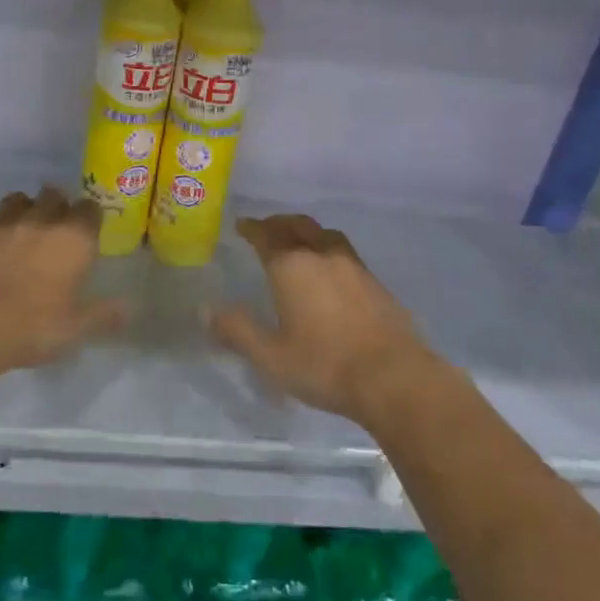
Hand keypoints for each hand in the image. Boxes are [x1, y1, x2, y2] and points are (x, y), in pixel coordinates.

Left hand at [0, 187, 126, 378]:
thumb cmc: (28, 329)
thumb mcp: (74, 330)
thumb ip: (104, 315)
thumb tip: (127, 307)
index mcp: (72, 237)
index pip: (90, 209)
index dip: (89, 219)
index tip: (87, 234)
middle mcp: (39, 218)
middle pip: (54, 194)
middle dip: (57, 208)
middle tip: (54, 235)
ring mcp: (1, 221)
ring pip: (18, 200)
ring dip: (23, 212)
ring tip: (20, 236)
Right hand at [209, 214, 435, 422]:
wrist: (393, 377)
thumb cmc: (324, 365)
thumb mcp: (271, 356)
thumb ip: (237, 330)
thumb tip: (206, 310)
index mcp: (291, 266)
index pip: (266, 235)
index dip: (252, 228)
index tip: (241, 225)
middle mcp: (321, 255)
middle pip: (297, 225)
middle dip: (278, 223)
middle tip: (266, 228)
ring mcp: (352, 265)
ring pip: (324, 234)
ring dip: (306, 231)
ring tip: (299, 241)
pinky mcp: (374, 281)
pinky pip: (344, 251)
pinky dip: (328, 249)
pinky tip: (330, 269)